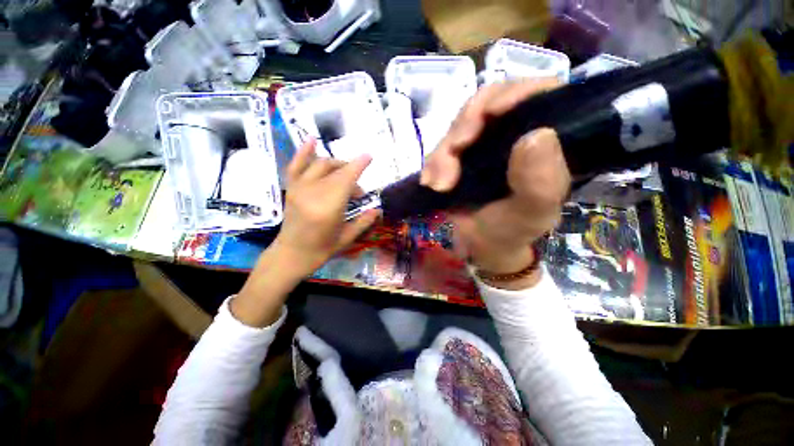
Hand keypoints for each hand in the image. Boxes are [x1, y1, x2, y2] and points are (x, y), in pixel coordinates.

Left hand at [232, 139, 378, 326]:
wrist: (291, 254)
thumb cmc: (321, 250)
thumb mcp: (347, 238)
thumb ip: (364, 221)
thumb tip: (378, 209)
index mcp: (329, 207)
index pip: (347, 179)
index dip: (359, 166)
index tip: (369, 157)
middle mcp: (313, 192)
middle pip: (336, 171)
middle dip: (352, 174)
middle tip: (359, 191)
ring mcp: (299, 188)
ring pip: (321, 165)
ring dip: (337, 164)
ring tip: (345, 172)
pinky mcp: (291, 188)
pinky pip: (296, 165)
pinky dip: (304, 151)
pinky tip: (312, 140)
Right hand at [421, 80, 570, 284]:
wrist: (481, 244)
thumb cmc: (513, 229)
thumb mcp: (532, 212)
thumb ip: (540, 181)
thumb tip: (537, 134)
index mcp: (548, 140)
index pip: (539, 94)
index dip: (514, 92)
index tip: (490, 112)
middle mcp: (515, 133)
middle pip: (488, 103)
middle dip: (465, 126)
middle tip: (453, 153)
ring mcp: (485, 142)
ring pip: (459, 126)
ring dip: (443, 152)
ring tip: (439, 184)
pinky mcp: (461, 155)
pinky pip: (442, 147)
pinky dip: (433, 163)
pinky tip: (430, 183)